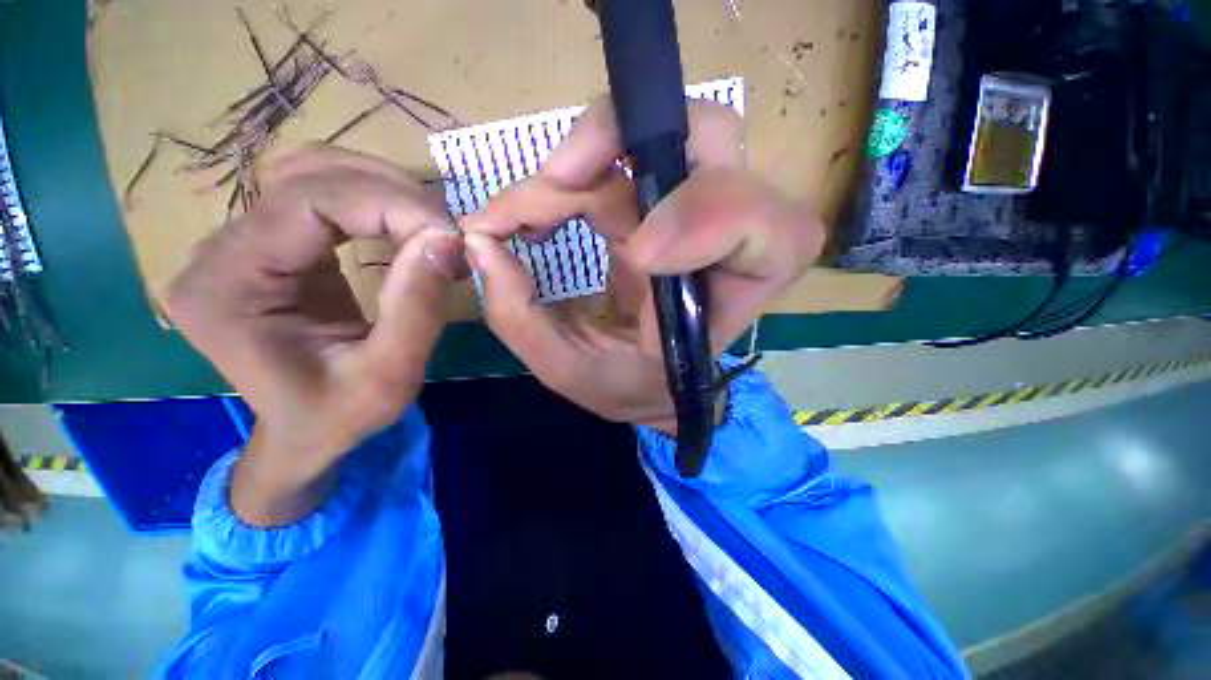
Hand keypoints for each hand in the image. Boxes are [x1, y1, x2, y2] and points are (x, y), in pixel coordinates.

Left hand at [166, 145, 461, 524]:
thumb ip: (416, 307)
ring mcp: (241, 241)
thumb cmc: (339, 417)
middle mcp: (219, 249)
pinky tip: (407, 226)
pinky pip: (322, 195)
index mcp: (228, 286)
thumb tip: (448, 239)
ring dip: (385, 189)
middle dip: (393, 194)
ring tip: (432, 227)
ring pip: (314, 172)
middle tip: (449, 232)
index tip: (451, 235)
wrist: (305, 432)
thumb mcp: (390, 377)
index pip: (307, 202)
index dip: (388, 204)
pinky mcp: (272, 243)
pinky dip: (374, 200)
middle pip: (309, 176)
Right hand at [463, 99, 824, 433]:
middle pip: (710, 139)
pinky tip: (536, 210)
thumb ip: (522, 318)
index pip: (768, 229)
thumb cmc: (628, 387)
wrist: (647, 384)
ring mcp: (688, 210)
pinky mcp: (656, 201)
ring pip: (656, 133)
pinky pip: (619, 156)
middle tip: (546, 191)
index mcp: (728, 297)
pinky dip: (570, 173)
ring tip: (522, 212)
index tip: (636, 255)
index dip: (709, 216)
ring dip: (581, 160)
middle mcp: (722, 241)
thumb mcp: (572, 371)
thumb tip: (484, 241)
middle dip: (618, 146)